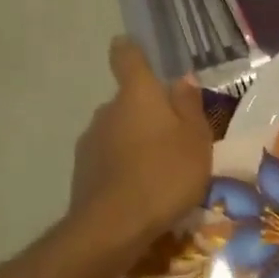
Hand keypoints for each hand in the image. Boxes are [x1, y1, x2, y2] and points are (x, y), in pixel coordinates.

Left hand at [69, 37, 213, 256]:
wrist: (114, 226)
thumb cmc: (166, 174)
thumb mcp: (196, 139)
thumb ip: (189, 106)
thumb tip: (182, 79)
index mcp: (137, 94)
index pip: (127, 57)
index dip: (132, 50)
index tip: (138, 52)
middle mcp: (107, 110)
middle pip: (127, 100)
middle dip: (147, 112)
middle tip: (174, 136)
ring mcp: (90, 141)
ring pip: (117, 131)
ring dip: (135, 141)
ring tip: (160, 169)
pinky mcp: (82, 171)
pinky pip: (108, 159)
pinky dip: (123, 167)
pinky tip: (141, 190)